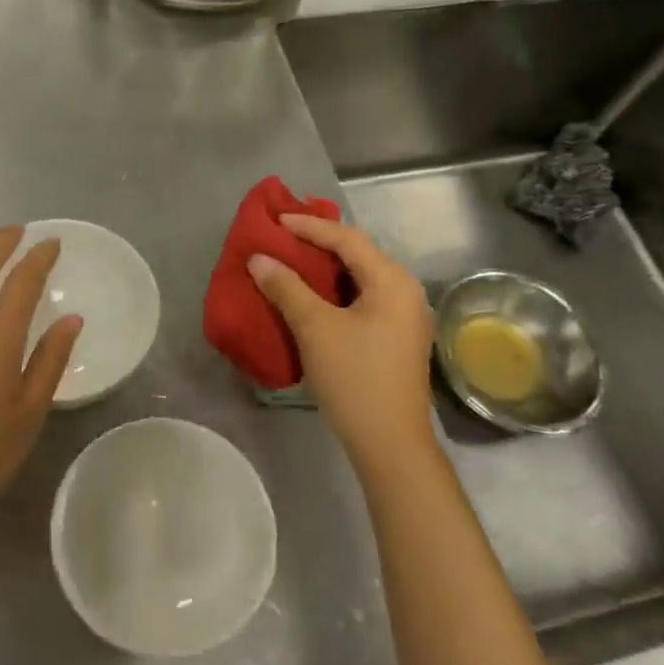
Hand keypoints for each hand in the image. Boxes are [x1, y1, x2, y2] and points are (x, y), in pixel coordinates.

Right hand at [249, 214, 435, 478]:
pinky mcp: (395, 340)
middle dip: (317, 245)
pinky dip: (334, 294)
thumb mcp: (314, 328)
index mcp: (392, 281)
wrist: (389, 443)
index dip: (309, 227)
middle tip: (281, 239)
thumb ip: (286, 288)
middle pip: (357, 256)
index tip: (275, 221)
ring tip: (290, 264)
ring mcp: (404, 318)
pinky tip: (310, 300)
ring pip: (358, 280)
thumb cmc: (354, 378)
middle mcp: (404, 292)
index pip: (347, 239)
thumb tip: (258, 259)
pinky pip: (361, 301)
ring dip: (324, 271)